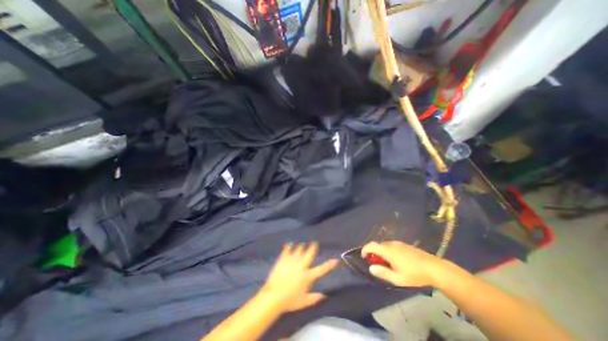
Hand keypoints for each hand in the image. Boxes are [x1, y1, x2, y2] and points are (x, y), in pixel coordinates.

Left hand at [261, 242, 339, 311]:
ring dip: (301, 246)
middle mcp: (302, 265)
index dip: (330, 264)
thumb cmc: (290, 300)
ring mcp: (292, 261)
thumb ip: (315, 298)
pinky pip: (287, 249)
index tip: (336, 259)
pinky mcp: (283, 259)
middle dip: (313, 246)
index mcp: (308, 276)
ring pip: (299, 248)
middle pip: (309, 253)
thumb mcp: (304, 302)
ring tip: (302, 244)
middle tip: (314, 242)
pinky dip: (289, 246)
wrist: (273, 296)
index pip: (322, 269)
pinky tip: (289, 244)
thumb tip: (325, 296)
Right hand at [360, 239, 444, 287]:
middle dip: (373, 252)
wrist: (434, 268)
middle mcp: (391, 244)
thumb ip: (382, 272)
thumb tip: (370, 268)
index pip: (371, 246)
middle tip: (375, 263)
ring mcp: (398, 243)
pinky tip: (395, 260)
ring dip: (381, 251)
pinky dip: (387, 250)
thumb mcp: (398, 278)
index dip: (364, 250)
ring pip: (384, 245)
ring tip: (385, 263)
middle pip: (377, 244)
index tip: (363, 257)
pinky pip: (391, 245)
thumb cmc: (414, 274)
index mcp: (387, 250)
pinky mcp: (404, 244)